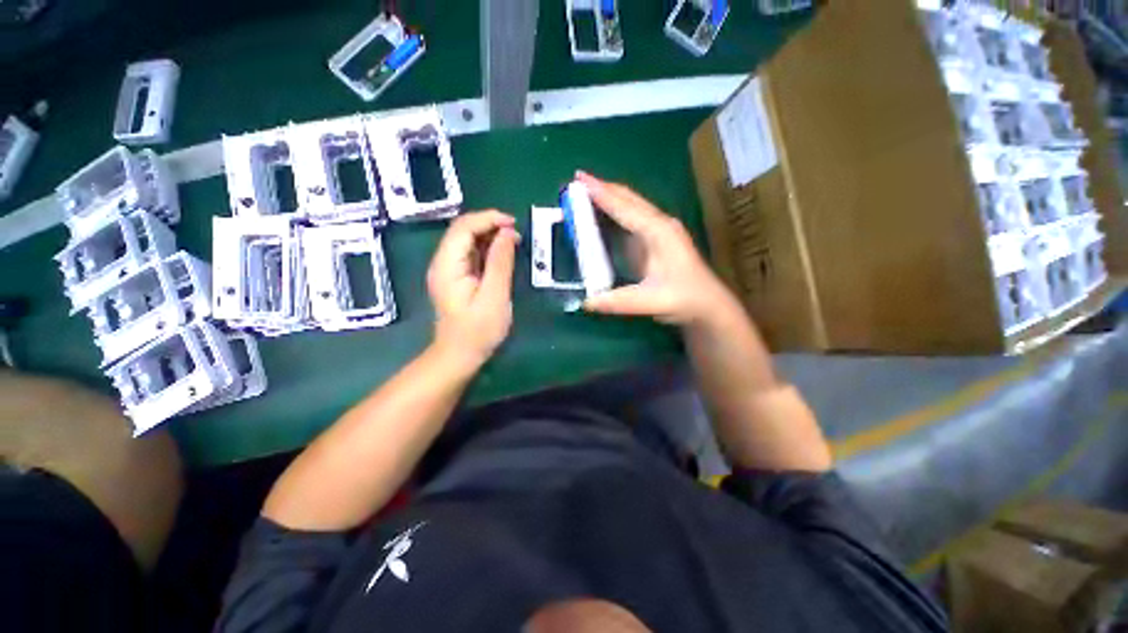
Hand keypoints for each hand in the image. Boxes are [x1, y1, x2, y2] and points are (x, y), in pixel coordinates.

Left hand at [427, 210, 519, 370]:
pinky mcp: (456, 277)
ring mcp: (448, 269)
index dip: (488, 219)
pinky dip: (487, 249)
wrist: (460, 354)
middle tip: (516, 234)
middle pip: (463, 230)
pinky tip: (502, 254)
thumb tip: (508, 233)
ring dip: (490, 236)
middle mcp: (443, 262)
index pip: (463, 227)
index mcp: (447, 265)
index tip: (513, 224)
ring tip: (514, 242)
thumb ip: (500, 263)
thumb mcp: (495, 296)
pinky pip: (470, 254)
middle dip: (490, 225)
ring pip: (467, 240)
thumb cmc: (478, 330)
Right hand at [576, 171, 733, 325]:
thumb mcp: (650, 302)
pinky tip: (603, 215)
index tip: (579, 179)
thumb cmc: (684, 299)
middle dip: (603, 187)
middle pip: (628, 198)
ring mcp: (659, 230)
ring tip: (585, 192)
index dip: (601, 193)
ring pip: (631, 205)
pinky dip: (614, 212)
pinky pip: (631, 218)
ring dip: (608, 197)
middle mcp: (659, 224)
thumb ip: (618, 302)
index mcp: (659, 232)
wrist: (708, 305)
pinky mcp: (656, 239)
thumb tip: (586, 302)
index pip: (625, 207)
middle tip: (577, 180)